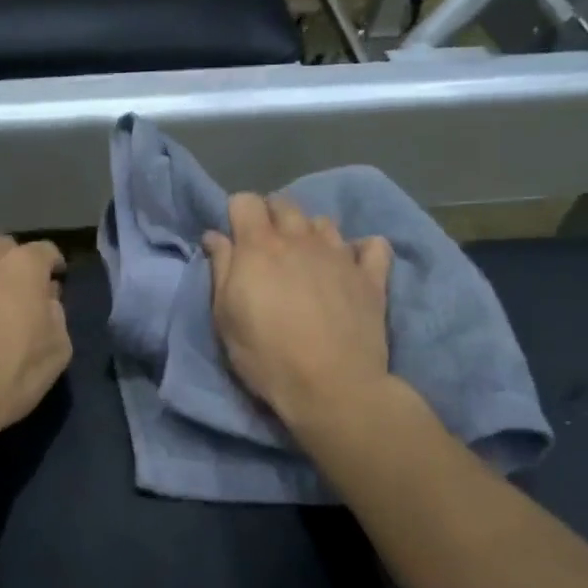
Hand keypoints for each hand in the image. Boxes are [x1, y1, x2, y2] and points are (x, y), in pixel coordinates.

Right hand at [203, 194, 394, 431]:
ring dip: (310, 233)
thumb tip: (216, 236)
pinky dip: (360, 250)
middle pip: (284, 204)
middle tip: (266, 251)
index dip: (236, 214)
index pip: (245, 201)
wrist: (332, 386)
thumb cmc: (267, 355)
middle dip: (271, 218)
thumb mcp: (226, 317)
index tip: (234, 240)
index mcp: (260, 246)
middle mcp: (301, 239)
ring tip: (306, 261)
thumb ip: (221, 269)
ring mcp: (340, 254)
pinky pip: (371, 245)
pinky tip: (351, 267)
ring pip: (323, 222)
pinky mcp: (371, 276)